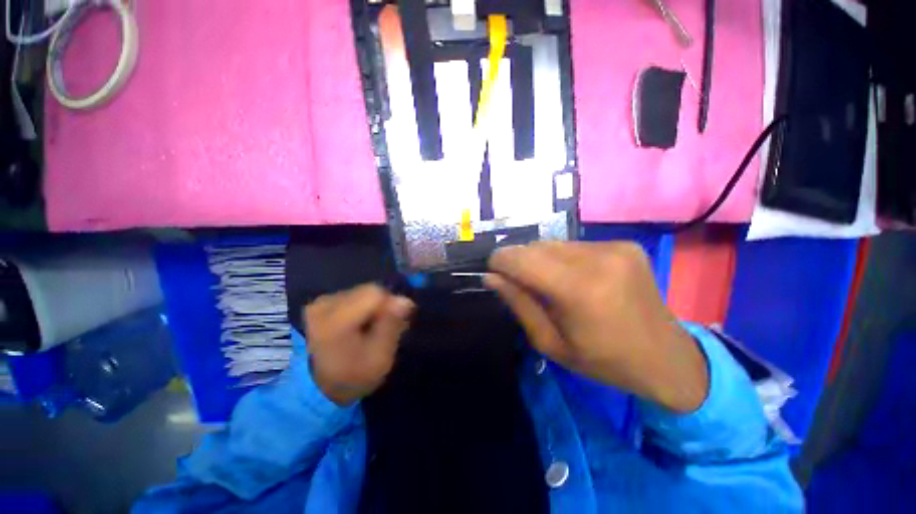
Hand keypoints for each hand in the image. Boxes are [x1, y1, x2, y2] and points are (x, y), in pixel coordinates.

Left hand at [304, 284, 414, 405]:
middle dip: (382, 306)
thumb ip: (392, 326)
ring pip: (361, 291)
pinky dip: (361, 307)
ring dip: (372, 306)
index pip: (375, 293)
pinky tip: (359, 324)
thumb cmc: (353, 375)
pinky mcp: (321, 302)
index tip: (396, 322)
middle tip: (384, 328)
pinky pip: (352, 295)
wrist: (317, 388)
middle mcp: (325, 305)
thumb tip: (406, 300)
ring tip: (370, 328)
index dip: (391, 304)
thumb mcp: (380, 357)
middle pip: (368, 290)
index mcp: (337, 321)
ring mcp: (320, 302)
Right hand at [486, 242, 707, 412]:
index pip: (521, 259)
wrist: (666, 356)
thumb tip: (491, 277)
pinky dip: (563, 259)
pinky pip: (575, 245)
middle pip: (536, 247)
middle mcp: (598, 259)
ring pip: (554, 243)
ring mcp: (615, 247)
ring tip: (550, 284)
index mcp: (579, 290)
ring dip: (541, 260)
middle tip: (522, 285)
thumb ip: (519, 304)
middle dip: (519, 262)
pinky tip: (575, 278)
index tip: (493, 272)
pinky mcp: (624, 245)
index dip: (500, 261)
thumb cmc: (603, 360)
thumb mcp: (550, 343)